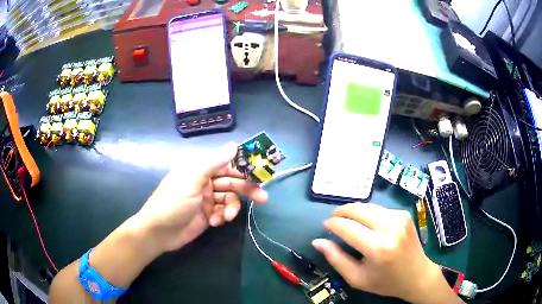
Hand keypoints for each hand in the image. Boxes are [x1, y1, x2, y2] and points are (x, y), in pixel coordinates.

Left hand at [135, 144, 267, 252]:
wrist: (159, 232)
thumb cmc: (172, 202)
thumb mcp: (192, 180)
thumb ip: (213, 163)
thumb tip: (234, 145)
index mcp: (200, 169)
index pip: (227, 163)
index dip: (244, 166)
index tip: (261, 172)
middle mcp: (205, 181)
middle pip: (232, 182)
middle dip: (246, 189)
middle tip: (263, 198)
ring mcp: (207, 199)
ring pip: (229, 199)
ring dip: (231, 208)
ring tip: (227, 217)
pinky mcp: (208, 214)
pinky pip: (223, 212)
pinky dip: (222, 217)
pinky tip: (215, 222)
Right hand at [312, 203, 458, 303]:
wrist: (417, 275)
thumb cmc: (386, 282)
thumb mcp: (357, 278)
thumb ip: (336, 259)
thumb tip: (317, 241)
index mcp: (378, 248)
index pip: (347, 227)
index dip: (332, 224)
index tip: (324, 226)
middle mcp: (390, 227)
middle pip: (357, 209)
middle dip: (340, 212)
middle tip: (332, 221)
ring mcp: (399, 217)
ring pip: (367, 206)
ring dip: (353, 211)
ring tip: (346, 222)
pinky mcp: (403, 214)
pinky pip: (378, 209)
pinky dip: (366, 213)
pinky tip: (364, 224)